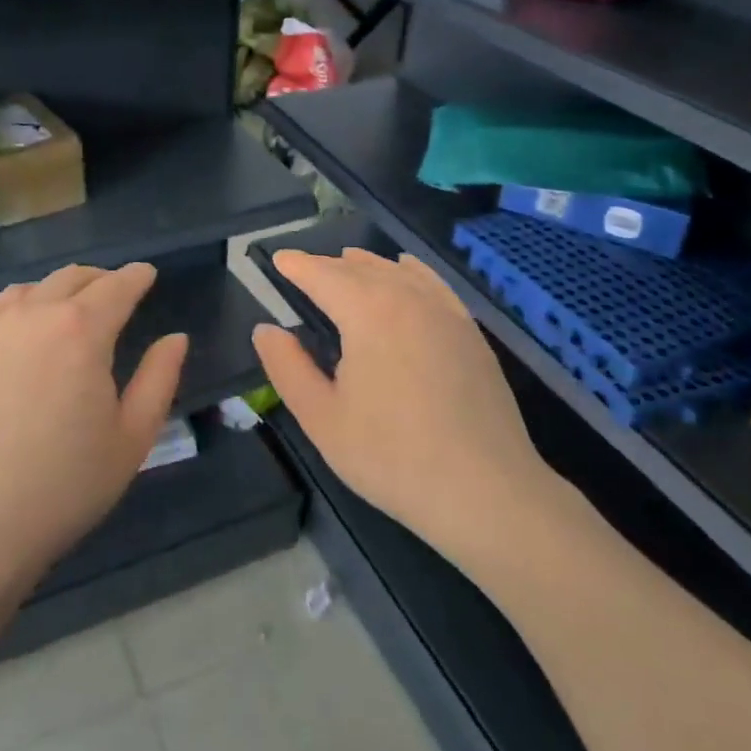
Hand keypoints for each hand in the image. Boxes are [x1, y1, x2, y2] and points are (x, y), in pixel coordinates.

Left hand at [0, 262, 188, 581]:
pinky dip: (15, 308)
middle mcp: (33, 313)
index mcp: (83, 330)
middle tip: (112, 294)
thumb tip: (175, 338)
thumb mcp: (132, 437)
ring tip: (64, 314)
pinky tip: (17, 331)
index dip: (136, 276)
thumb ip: (160, 378)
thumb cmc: (64, 485)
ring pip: (30, 289)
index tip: (146, 274)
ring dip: (56, 293)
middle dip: (100, 280)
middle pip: (73, 278)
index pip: (117, 286)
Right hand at [253, 249, 547, 573]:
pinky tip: (405, 270)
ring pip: (397, 271)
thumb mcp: (322, 418)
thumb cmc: (391, 457)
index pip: (323, 274)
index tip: (277, 259)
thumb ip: (287, 368)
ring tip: (346, 262)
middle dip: (328, 265)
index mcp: (367, 312)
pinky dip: (410, 271)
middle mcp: (407, 297)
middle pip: (360, 268)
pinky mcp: (470, 331)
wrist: (485, 491)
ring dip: (367, 265)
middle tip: (303, 270)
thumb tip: (265, 330)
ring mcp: (445, 312)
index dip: (297, 265)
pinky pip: (432, 284)